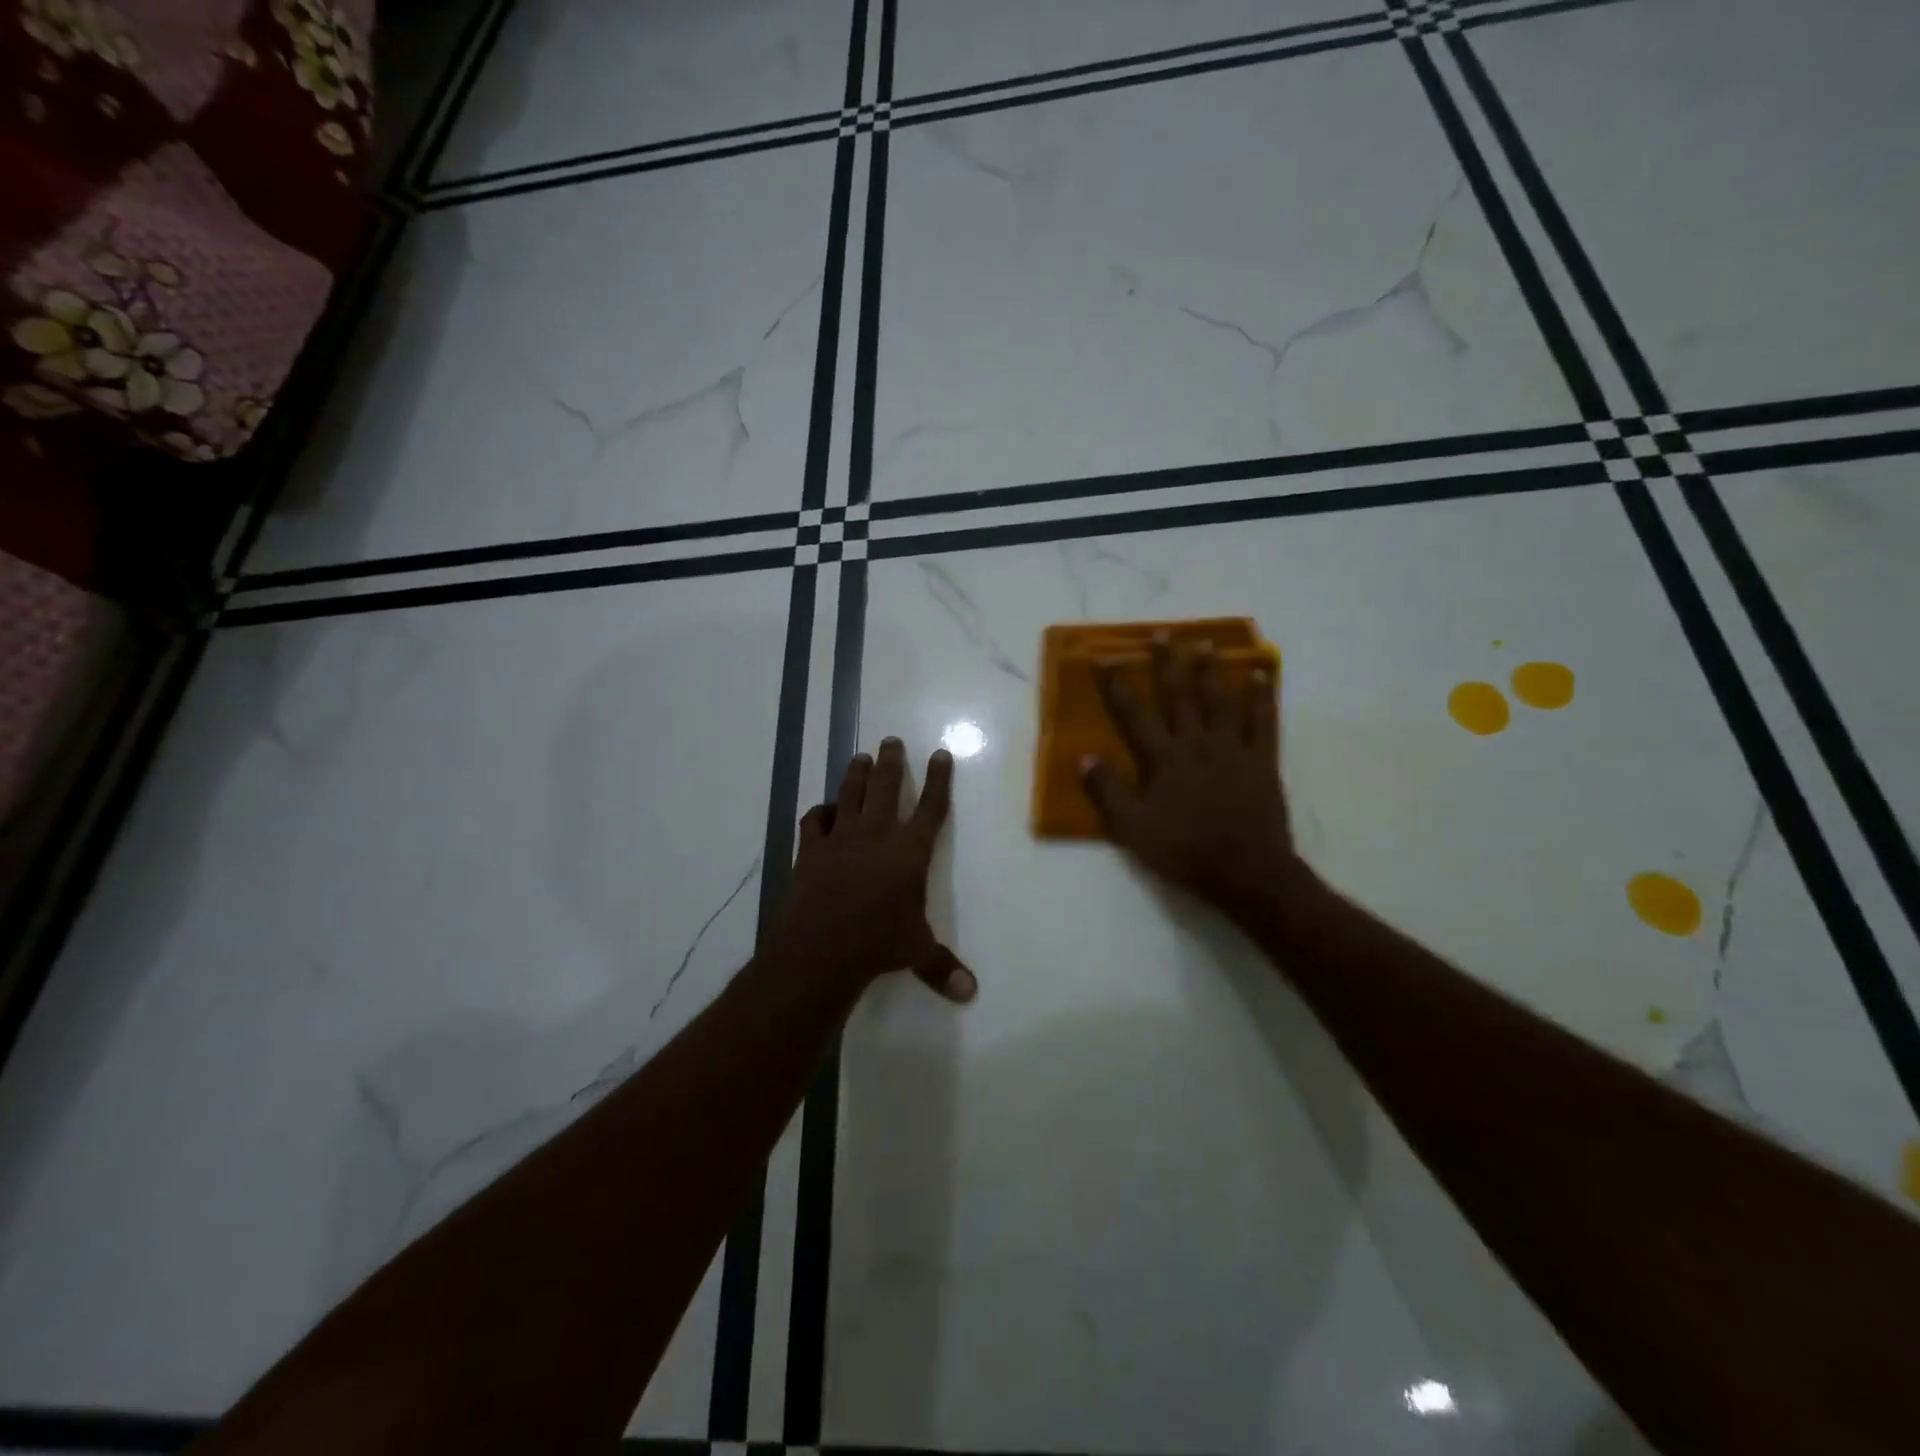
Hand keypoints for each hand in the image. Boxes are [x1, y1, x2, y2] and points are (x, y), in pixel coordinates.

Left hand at [772, 737, 976, 1002]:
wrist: (820, 950)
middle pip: (885, 787)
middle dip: (891, 762)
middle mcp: (876, 836)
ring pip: (849, 794)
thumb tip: (971, 995)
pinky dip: (820, 812)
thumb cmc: (877, 946)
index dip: (938, 780)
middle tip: (891, 741)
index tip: (940, 754)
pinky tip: (824, 810)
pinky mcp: (810, 850)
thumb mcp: (916, 953)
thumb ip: (942, 967)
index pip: (930, 808)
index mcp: (909, 853)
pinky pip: (814, 821)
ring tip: (860, 757)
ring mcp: (840, 839)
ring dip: (855, 773)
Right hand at [1083, 636, 1304, 921]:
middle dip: (1168, 664)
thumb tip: (1084, 757)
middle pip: (1180, 697)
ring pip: (1220, 701)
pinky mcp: (1262, 762)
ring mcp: (1232, 750)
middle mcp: (1196, 745)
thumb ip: (1109, 791)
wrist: (1245, 872)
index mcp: (1163, 760)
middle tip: (1164, 634)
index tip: (1106, 657)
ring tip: (1206, 643)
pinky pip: (1263, 723)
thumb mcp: (1133, 828)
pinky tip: (1261, 674)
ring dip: (1211, 671)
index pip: (1136, 714)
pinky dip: (1262, 697)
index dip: (1119, 685)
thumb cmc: (1183, 850)